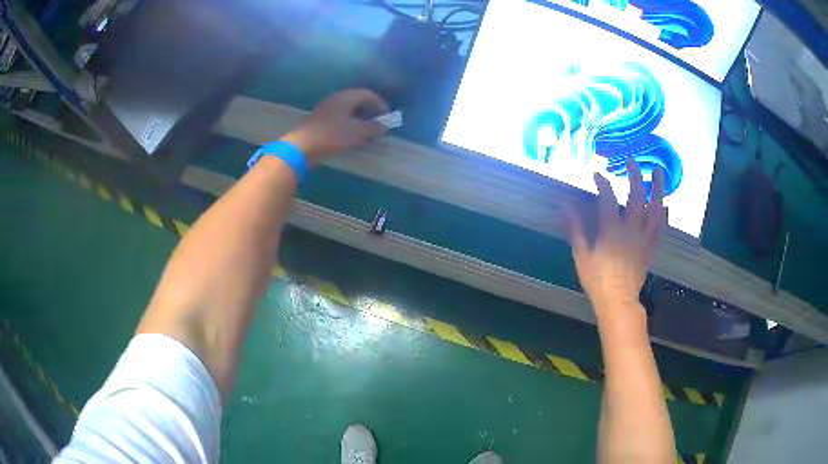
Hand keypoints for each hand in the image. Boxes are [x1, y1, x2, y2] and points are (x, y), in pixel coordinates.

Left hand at [280, 89, 389, 165]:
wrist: (302, 147)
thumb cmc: (333, 135)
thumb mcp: (358, 132)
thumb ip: (373, 127)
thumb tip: (384, 126)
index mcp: (346, 97)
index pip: (368, 94)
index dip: (380, 104)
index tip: (388, 116)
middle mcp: (336, 99)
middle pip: (357, 100)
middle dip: (370, 110)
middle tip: (378, 122)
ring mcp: (326, 109)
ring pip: (348, 109)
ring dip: (359, 117)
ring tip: (366, 130)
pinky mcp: (320, 120)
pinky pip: (339, 117)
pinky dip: (349, 123)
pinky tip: (351, 135)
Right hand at [566, 160, 666, 314]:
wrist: (618, 301)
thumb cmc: (597, 280)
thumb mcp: (581, 255)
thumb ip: (575, 228)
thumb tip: (565, 205)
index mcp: (612, 230)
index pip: (608, 199)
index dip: (603, 183)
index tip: (597, 174)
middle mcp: (631, 229)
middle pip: (636, 197)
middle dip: (634, 176)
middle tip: (631, 161)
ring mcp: (644, 237)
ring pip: (655, 208)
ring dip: (657, 188)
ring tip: (658, 172)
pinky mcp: (651, 247)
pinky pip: (660, 226)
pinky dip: (663, 213)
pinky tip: (664, 204)